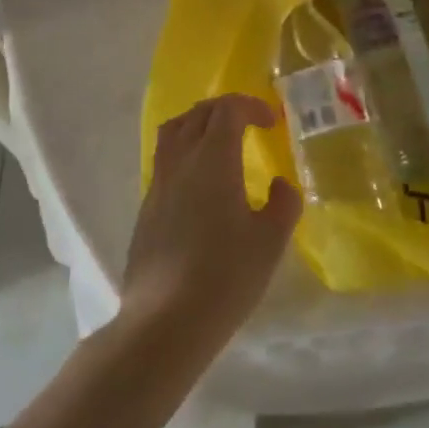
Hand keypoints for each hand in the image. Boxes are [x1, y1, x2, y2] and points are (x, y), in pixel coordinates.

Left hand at [122, 95, 300, 355]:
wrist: (164, 321)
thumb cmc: (224, 277)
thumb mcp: (269, 242)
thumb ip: (283, 204)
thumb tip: (280, 185)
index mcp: (213, 158)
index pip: (228, 109)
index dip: (251, 106)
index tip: (271, 122)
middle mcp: (181, 160)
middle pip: (198, 113)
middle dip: (225, 109)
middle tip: (249, 124)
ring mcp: (158, 183)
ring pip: (174, 131)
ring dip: (198, 124)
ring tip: (219, 142)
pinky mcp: (146, 207)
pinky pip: (164, 159)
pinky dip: (184, 151)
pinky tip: (199, 183)